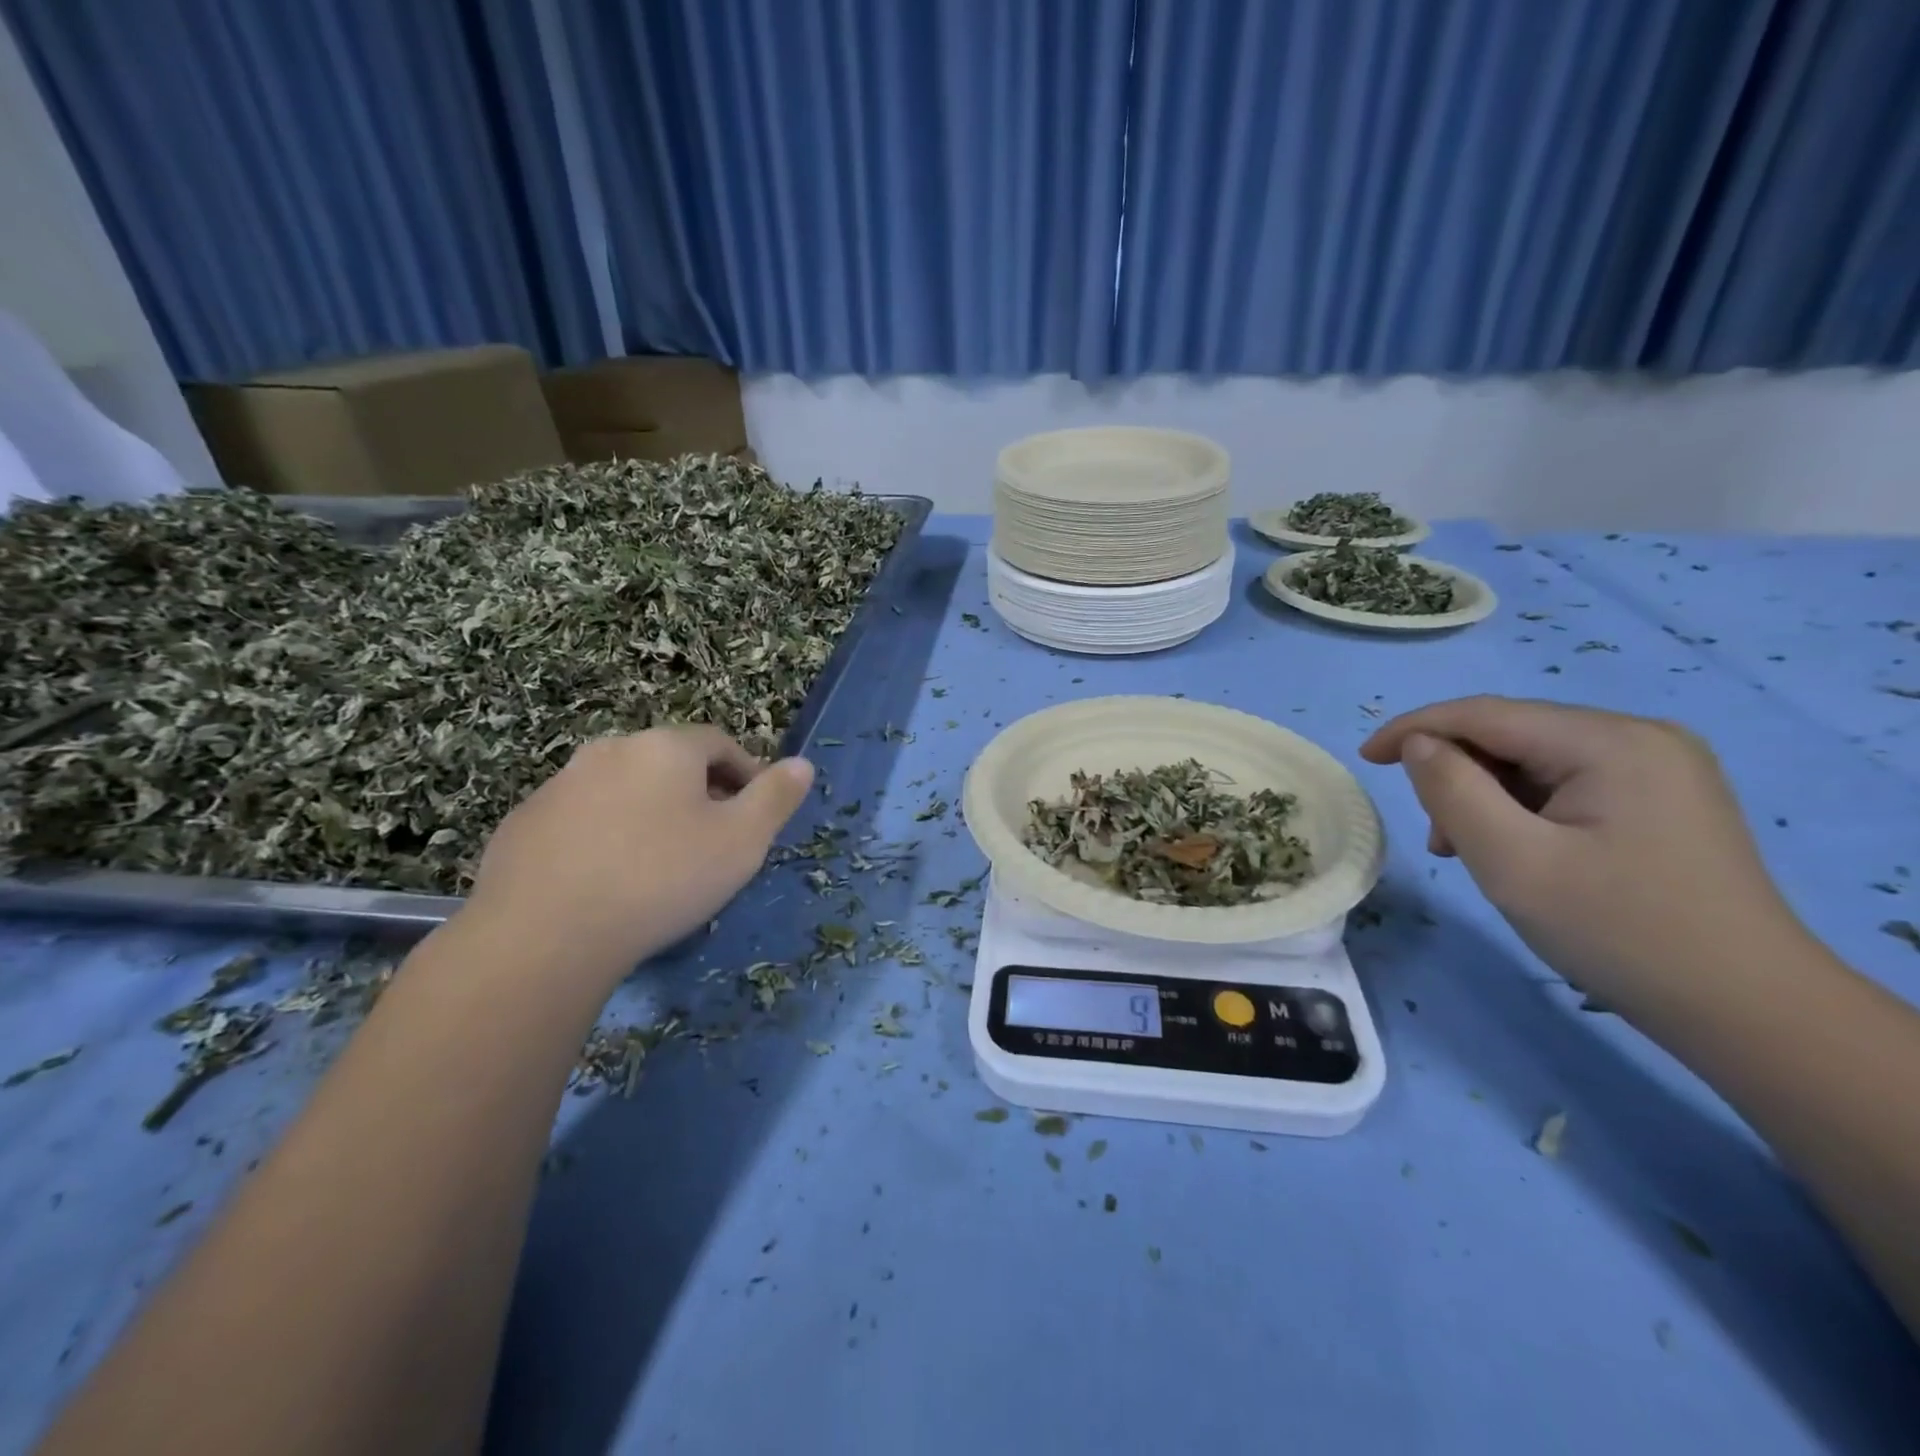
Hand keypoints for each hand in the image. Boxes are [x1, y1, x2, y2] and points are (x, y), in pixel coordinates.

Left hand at [465, 727, 813, 973]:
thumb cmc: (661, 878)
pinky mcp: (523, 823)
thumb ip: (776, 797)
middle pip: (669, 763)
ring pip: (623, 789)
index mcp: (665, 747)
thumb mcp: (742, 841)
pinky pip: (581, 819)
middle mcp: (610, 750)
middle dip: (699, 793)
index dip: (747, 773)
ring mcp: (559, 785)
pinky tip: (607, 880)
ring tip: (659, 864)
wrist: (543, 935)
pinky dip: (604, 836)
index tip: (757, 812)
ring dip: (649, 813)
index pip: (719, 743)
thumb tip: (802, 764)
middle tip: (713, 841)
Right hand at [1360, 696, 1800, 1010]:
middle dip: (1458, 776)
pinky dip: (1522, 810)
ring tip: (1472, 854)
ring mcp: (1659, 767)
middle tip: (1438, 840)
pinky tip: (1518, 851)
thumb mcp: (1512, 861)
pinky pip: (1565, 784)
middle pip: (1512, 736)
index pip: (1486, 714)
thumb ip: (1452, 790)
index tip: (1365, 759)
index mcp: (1611, 742)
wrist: (1750, 1012)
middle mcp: (1641, 738)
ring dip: (1486, 798)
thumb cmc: (1620, 932)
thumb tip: (1419, 745)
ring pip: (1534, 762)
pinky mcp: (1663, 798)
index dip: (1415, 728)